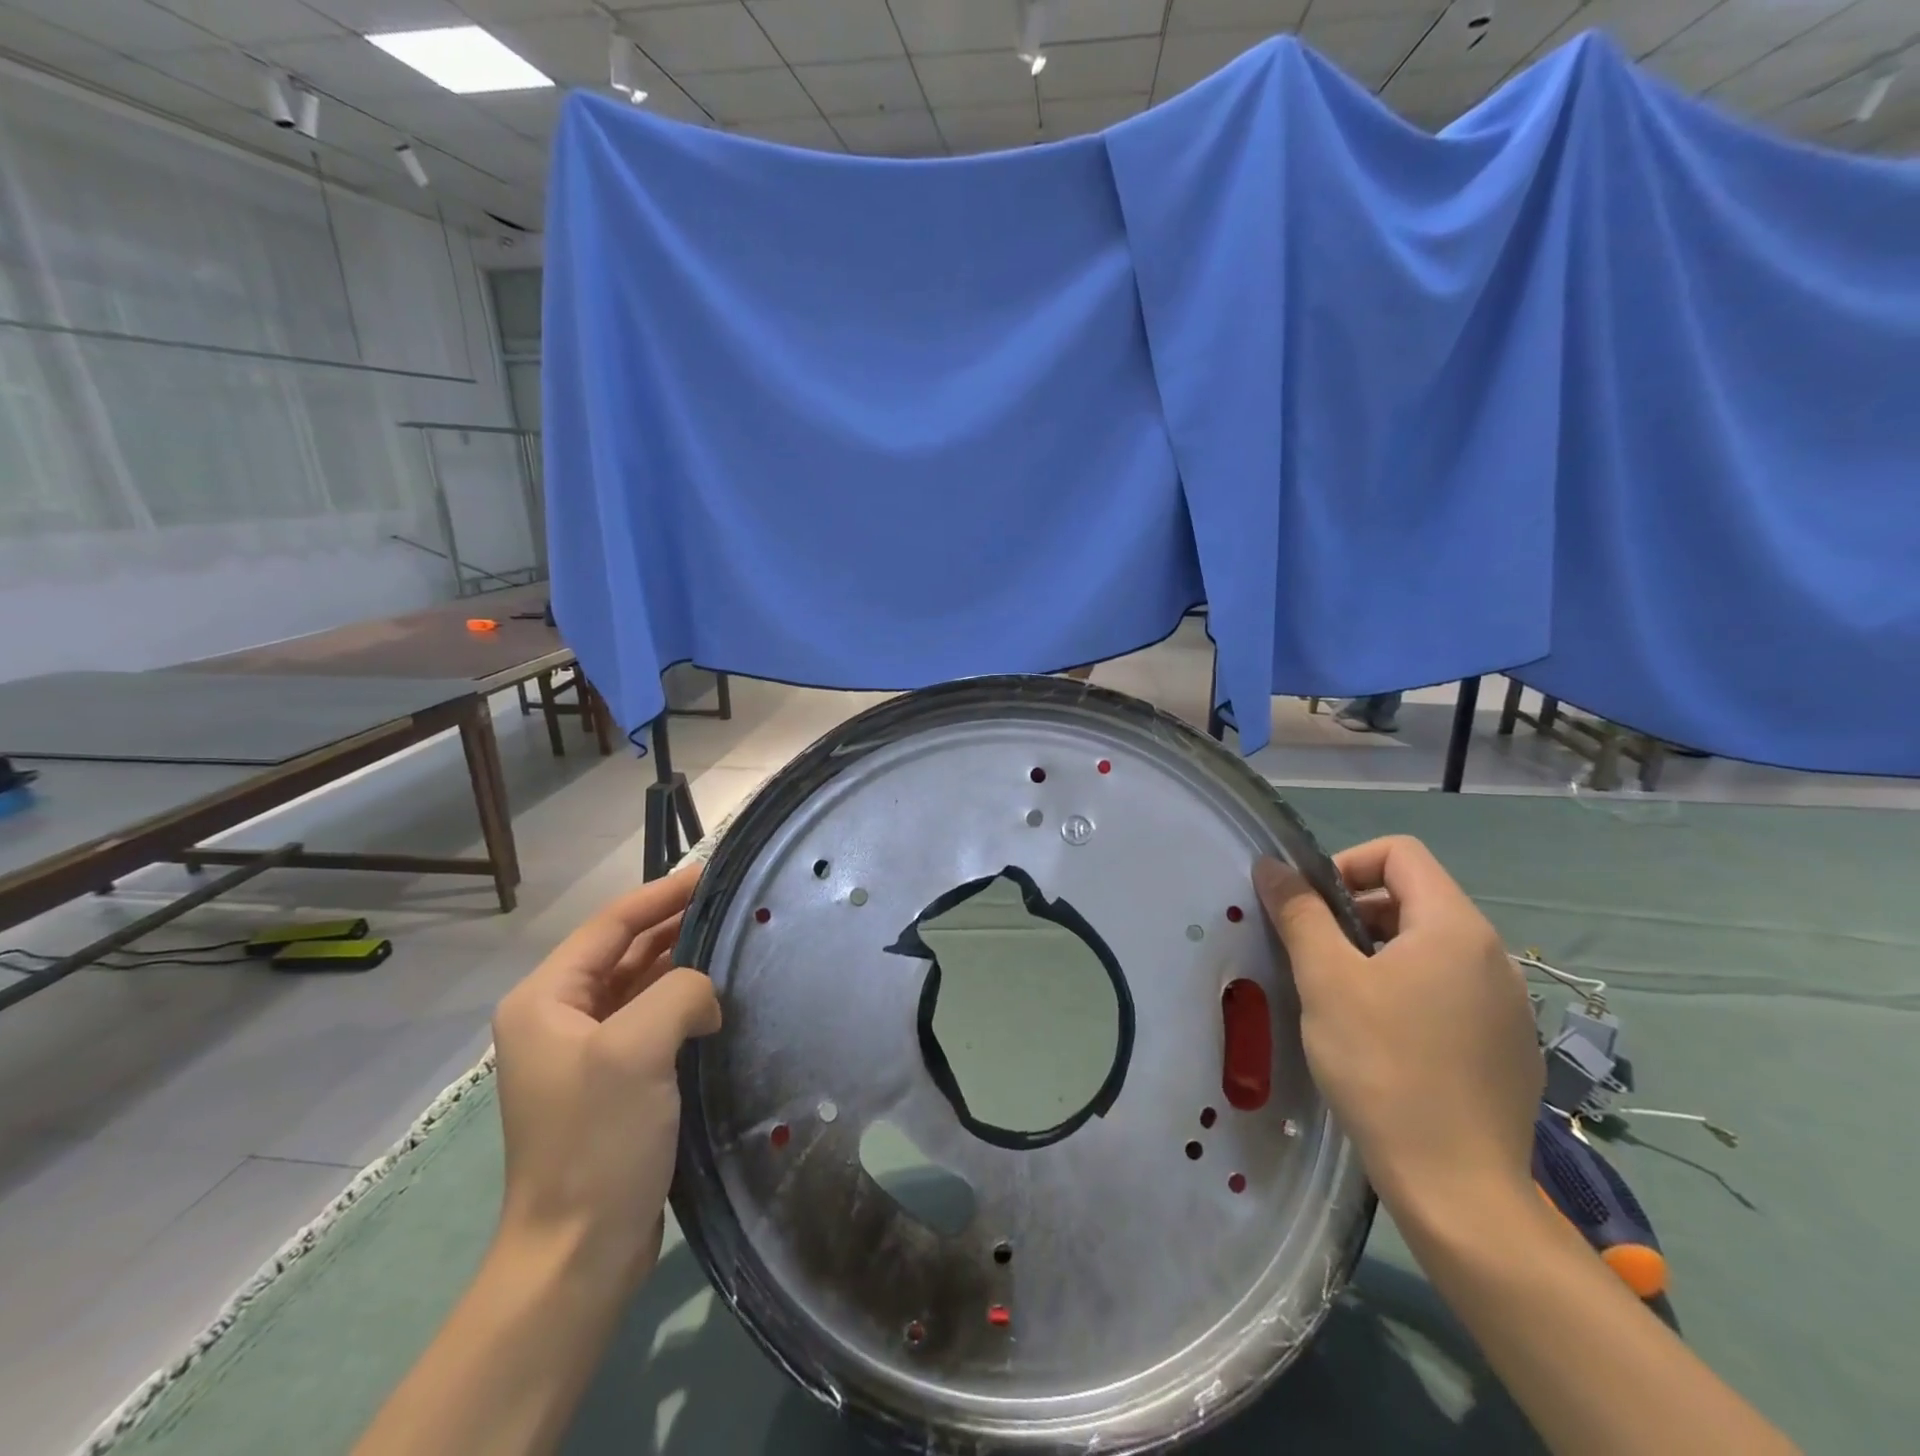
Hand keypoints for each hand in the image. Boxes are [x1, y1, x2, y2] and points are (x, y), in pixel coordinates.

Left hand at [490, 863, 720, 1284]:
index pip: (610, 925)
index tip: (711, 874)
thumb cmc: (597, 1142)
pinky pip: (651, 1021)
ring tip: (735, 942)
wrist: (578, 1253)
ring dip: (683, 964)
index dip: (661, 895)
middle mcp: (558, 1018)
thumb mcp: (637, 1049)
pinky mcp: (613, 1082)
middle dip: (675, 926)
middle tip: (733, 905)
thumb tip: (706, 996)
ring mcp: (586, 1052)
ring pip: (641, 985)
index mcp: (546, 1000)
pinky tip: (720, 999)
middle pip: (625, 951)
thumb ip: (680, 992)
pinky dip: (683, 1003)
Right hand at [1253, 837, 1540, 1215]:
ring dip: (1378, 951)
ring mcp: (1508, 1003)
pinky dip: (1408, 988)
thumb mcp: (1326, 980)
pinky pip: (1450, 988)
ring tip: (1341, 997)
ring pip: (1430, 945)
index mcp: (1455, 927)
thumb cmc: (1383, 1067)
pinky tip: (1384, 1039)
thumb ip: (1299, 913)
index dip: (1346, 865)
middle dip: (1355, 911)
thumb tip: (1271, 865)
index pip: (1400, 852)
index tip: (1311, 909)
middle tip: (1315, 955)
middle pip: (1414, 896)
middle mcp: (1493, 954)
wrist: (1458, 1188)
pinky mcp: (1507, 1044)